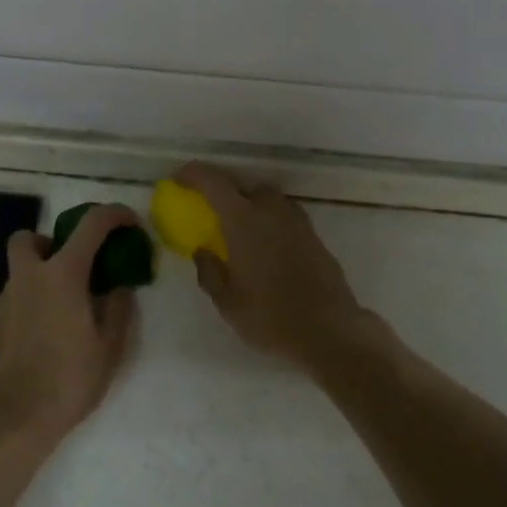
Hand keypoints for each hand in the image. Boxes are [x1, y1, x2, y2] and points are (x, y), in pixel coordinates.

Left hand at [0, 204, 139, 445]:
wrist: (15, 419)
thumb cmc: (69, 378)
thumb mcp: (110, 345)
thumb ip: (118, 306)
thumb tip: (120, 285)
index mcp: (62, 274)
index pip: (91, 224)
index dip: (114, 214)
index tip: (129, 223)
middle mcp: (29, 277)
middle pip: (30, 237)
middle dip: (51, 241)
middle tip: (75, 266)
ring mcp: (6, 299)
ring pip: (21, 269)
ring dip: (42, 274)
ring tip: (67, 307)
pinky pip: (17, 296)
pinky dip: (33, 300)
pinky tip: (48, 331)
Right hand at [174, 163, 377, 369]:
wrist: (329, 331)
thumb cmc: (270, 317)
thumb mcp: (227, 302)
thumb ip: (210, 272)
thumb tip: (203, 252)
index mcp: (244, 221)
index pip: (213, 182)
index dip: (192, 174)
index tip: (177, 179)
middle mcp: (271, 212)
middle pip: (244, 185)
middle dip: (225, 191)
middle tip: (211, 209)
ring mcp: (297, 222)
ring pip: (269, 199)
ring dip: (251, 204)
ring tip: (240, 229)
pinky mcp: (314, 237)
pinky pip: (286, 216)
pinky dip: (271, 221)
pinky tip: (267, 246)